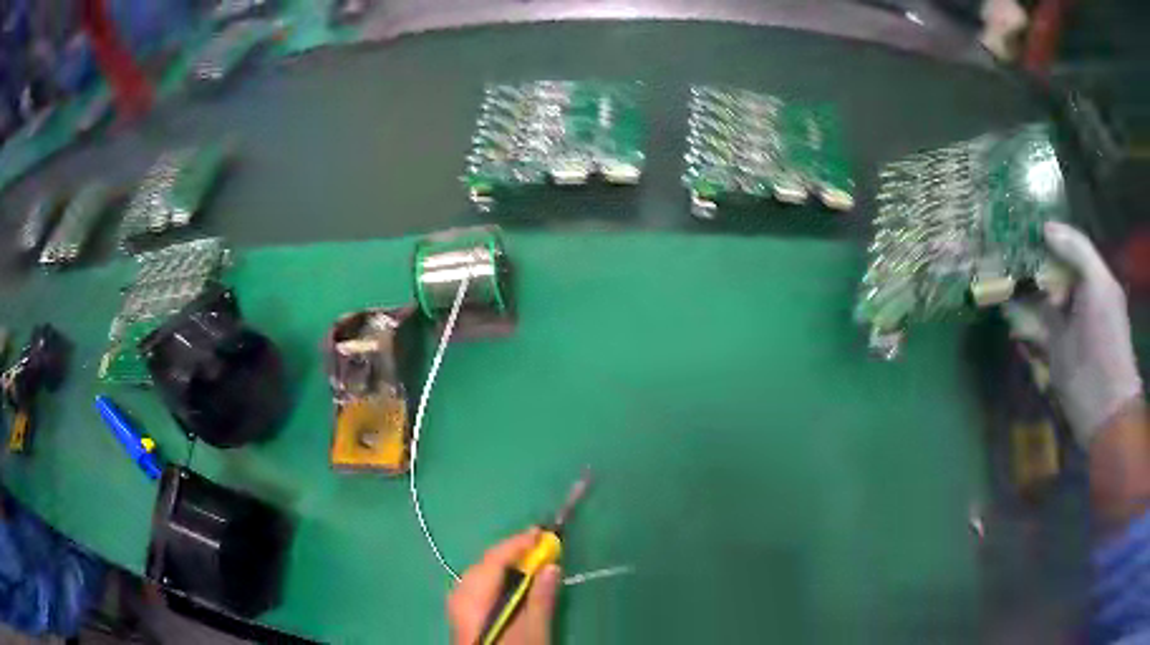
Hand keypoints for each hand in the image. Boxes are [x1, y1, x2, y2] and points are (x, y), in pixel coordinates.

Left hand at [447, 528, 561, 644]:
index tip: (541, 533)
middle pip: (482, 565)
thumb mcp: (533, 633)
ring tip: (530, 563)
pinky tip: (510, 584)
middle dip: (510, 553)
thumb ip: (540, 599)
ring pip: (478, 575)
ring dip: (503, 566)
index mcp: (473, 600)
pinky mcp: (461, 617)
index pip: (493, 561)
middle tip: (540, 546)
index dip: (516, 544)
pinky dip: (495, 579)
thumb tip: (551, 566)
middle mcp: (459, 598)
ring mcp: (457, 608)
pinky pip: (476, 586)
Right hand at [1006, 222, 1142, 444]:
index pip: (1065, 248)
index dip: (1045, 235)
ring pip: (1037, 298)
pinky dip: (1017, 320)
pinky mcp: (1050, 353)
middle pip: (1049, 271)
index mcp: (1091, 278)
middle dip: (1028, 259)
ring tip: (994, 272)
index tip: (1020, 223)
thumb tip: (1046, 227)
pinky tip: (1002, 307)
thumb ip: (1078, 251)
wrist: (1103, 406)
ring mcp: (1062, 327)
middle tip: (1001, 244)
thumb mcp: (1099, 285)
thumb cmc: (1107, 339)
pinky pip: (1031, 330)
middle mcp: (1076, 298)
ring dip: (1019, 288)